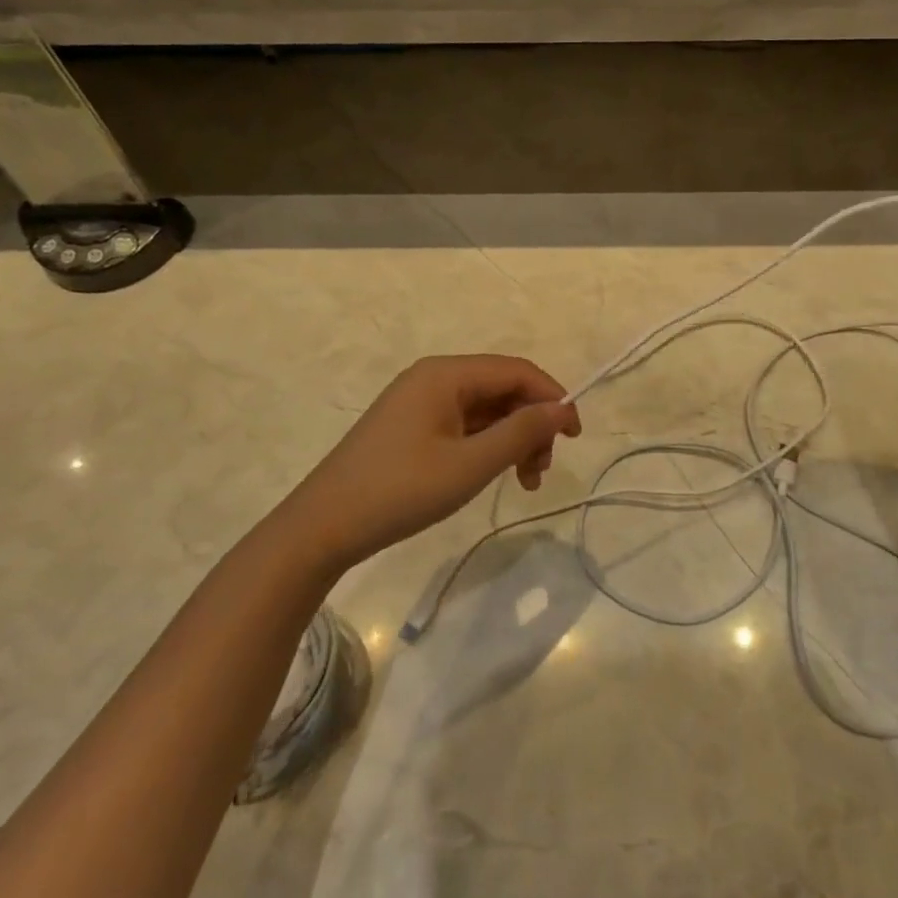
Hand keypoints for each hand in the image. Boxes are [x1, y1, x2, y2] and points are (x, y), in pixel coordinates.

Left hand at [282, 355, 580, 573]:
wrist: (322, 527)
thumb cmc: (400, 491)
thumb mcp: (470, 465)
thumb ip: (521, 432)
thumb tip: (563, 408)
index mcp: (446, 374)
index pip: (516, 370)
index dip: (553, 397)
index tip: (575, 437)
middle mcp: (434, 378)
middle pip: (502, 389)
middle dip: (531, 425)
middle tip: (541, 472)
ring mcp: (420, 402)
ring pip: (485, 409)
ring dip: (512, 439)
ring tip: (523, 482)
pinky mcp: (411, 426)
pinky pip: (464, 424)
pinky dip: (487, 446)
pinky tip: (492, 475)